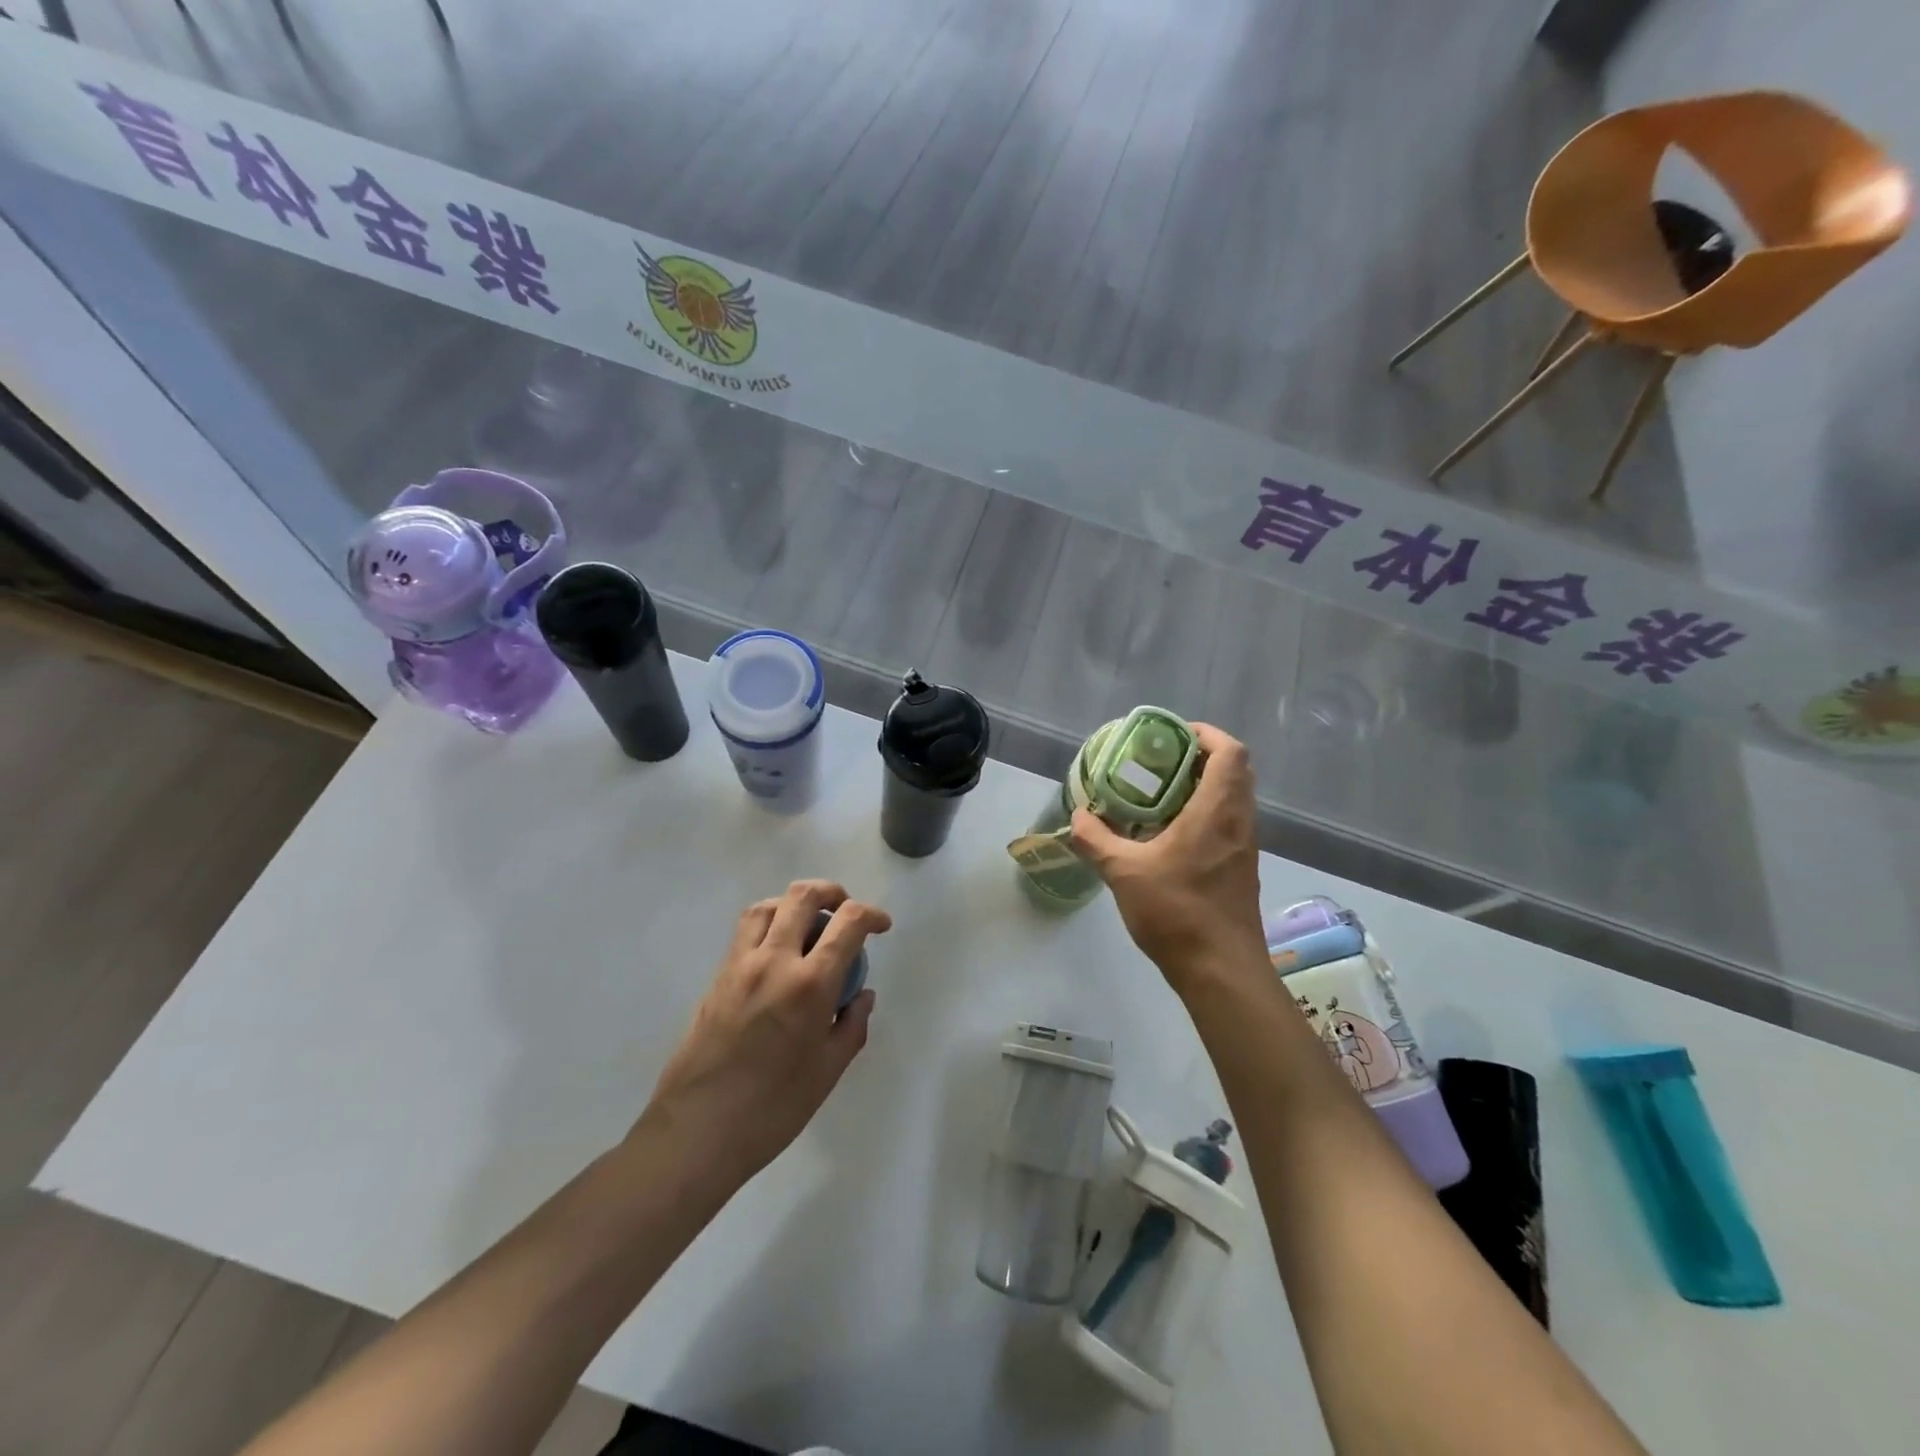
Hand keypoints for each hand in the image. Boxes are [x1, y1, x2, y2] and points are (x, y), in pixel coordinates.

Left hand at [642, 880, 889, 1184]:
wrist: (697, 1132)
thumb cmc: (772, 1109)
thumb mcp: (828, 1071)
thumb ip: (852, 1025)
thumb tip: (861, 994)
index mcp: (809, 984)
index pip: (848, 923)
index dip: (871, 915)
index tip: (881, 926)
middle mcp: (773, 961)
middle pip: (802, 896)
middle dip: (832, 893)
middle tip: (845, 912)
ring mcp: (740, 965)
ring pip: (768, 906)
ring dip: (794, 904)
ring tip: (809, 926)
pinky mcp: (717, 977)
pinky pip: (746, 932)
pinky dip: (770, 924)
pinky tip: (779, 954)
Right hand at [1070, 722, 1265, 994]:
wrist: (1221, 971)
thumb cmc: (1176, 912)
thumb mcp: (1123, 872)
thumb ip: (1096, 840)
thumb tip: (1077, 817)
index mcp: (1217, 811)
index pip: (1230, 752)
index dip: (1207, 734)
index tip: (1175, 736)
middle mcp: (1239, 823)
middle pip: (1236, 771)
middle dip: (1203, 758)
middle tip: (1163, 762)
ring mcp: (1245, 848)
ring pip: (1235, 799)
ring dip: (1206, 787)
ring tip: (1162, 795)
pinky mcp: (1242, 870)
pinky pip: (1230, 824)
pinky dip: (1207, 815)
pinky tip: (1172, 835)